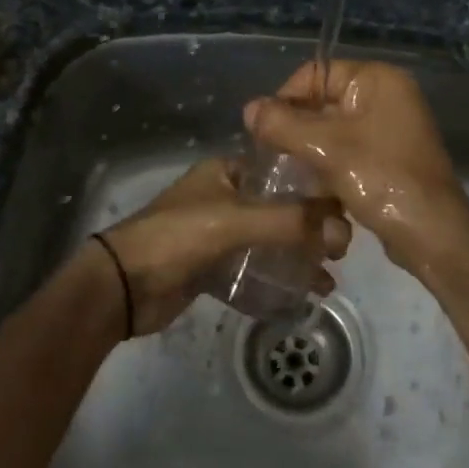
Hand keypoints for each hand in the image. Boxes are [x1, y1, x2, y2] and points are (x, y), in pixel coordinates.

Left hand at [98, 157, 351, 336]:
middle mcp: (226, 197)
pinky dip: (276, 279)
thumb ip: (288, 222)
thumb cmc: (177, 237)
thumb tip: (342, 230)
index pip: (283, 172)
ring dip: (297, 258)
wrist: (122, 286)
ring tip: (327, 279)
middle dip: (311, 229)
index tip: (346, 212)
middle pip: (280, 209)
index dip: (315, 190)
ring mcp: (218, 233)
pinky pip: (254, 268)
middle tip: (340, 252)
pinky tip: (302, 295)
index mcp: (227, 172)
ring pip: (269, 241)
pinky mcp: (213, 266)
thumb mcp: (235, 221)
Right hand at [244, 60, 468, 272]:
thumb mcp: (325, 148)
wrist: (431, 234)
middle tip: (273, 158)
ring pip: (332, 131)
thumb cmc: (381, 178)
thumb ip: (282, 125)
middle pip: (323, 102)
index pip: (316, 74)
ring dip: (310, 152)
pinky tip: (314, 190)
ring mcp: (390, 128)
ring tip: (290, 176)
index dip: (285, 99)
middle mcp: (387, 96)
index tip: (264, 132)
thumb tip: (248, 109)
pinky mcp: (389, 157)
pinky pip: (347, 151)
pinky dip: (329, 166)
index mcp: (378, 80)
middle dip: (297, 130)